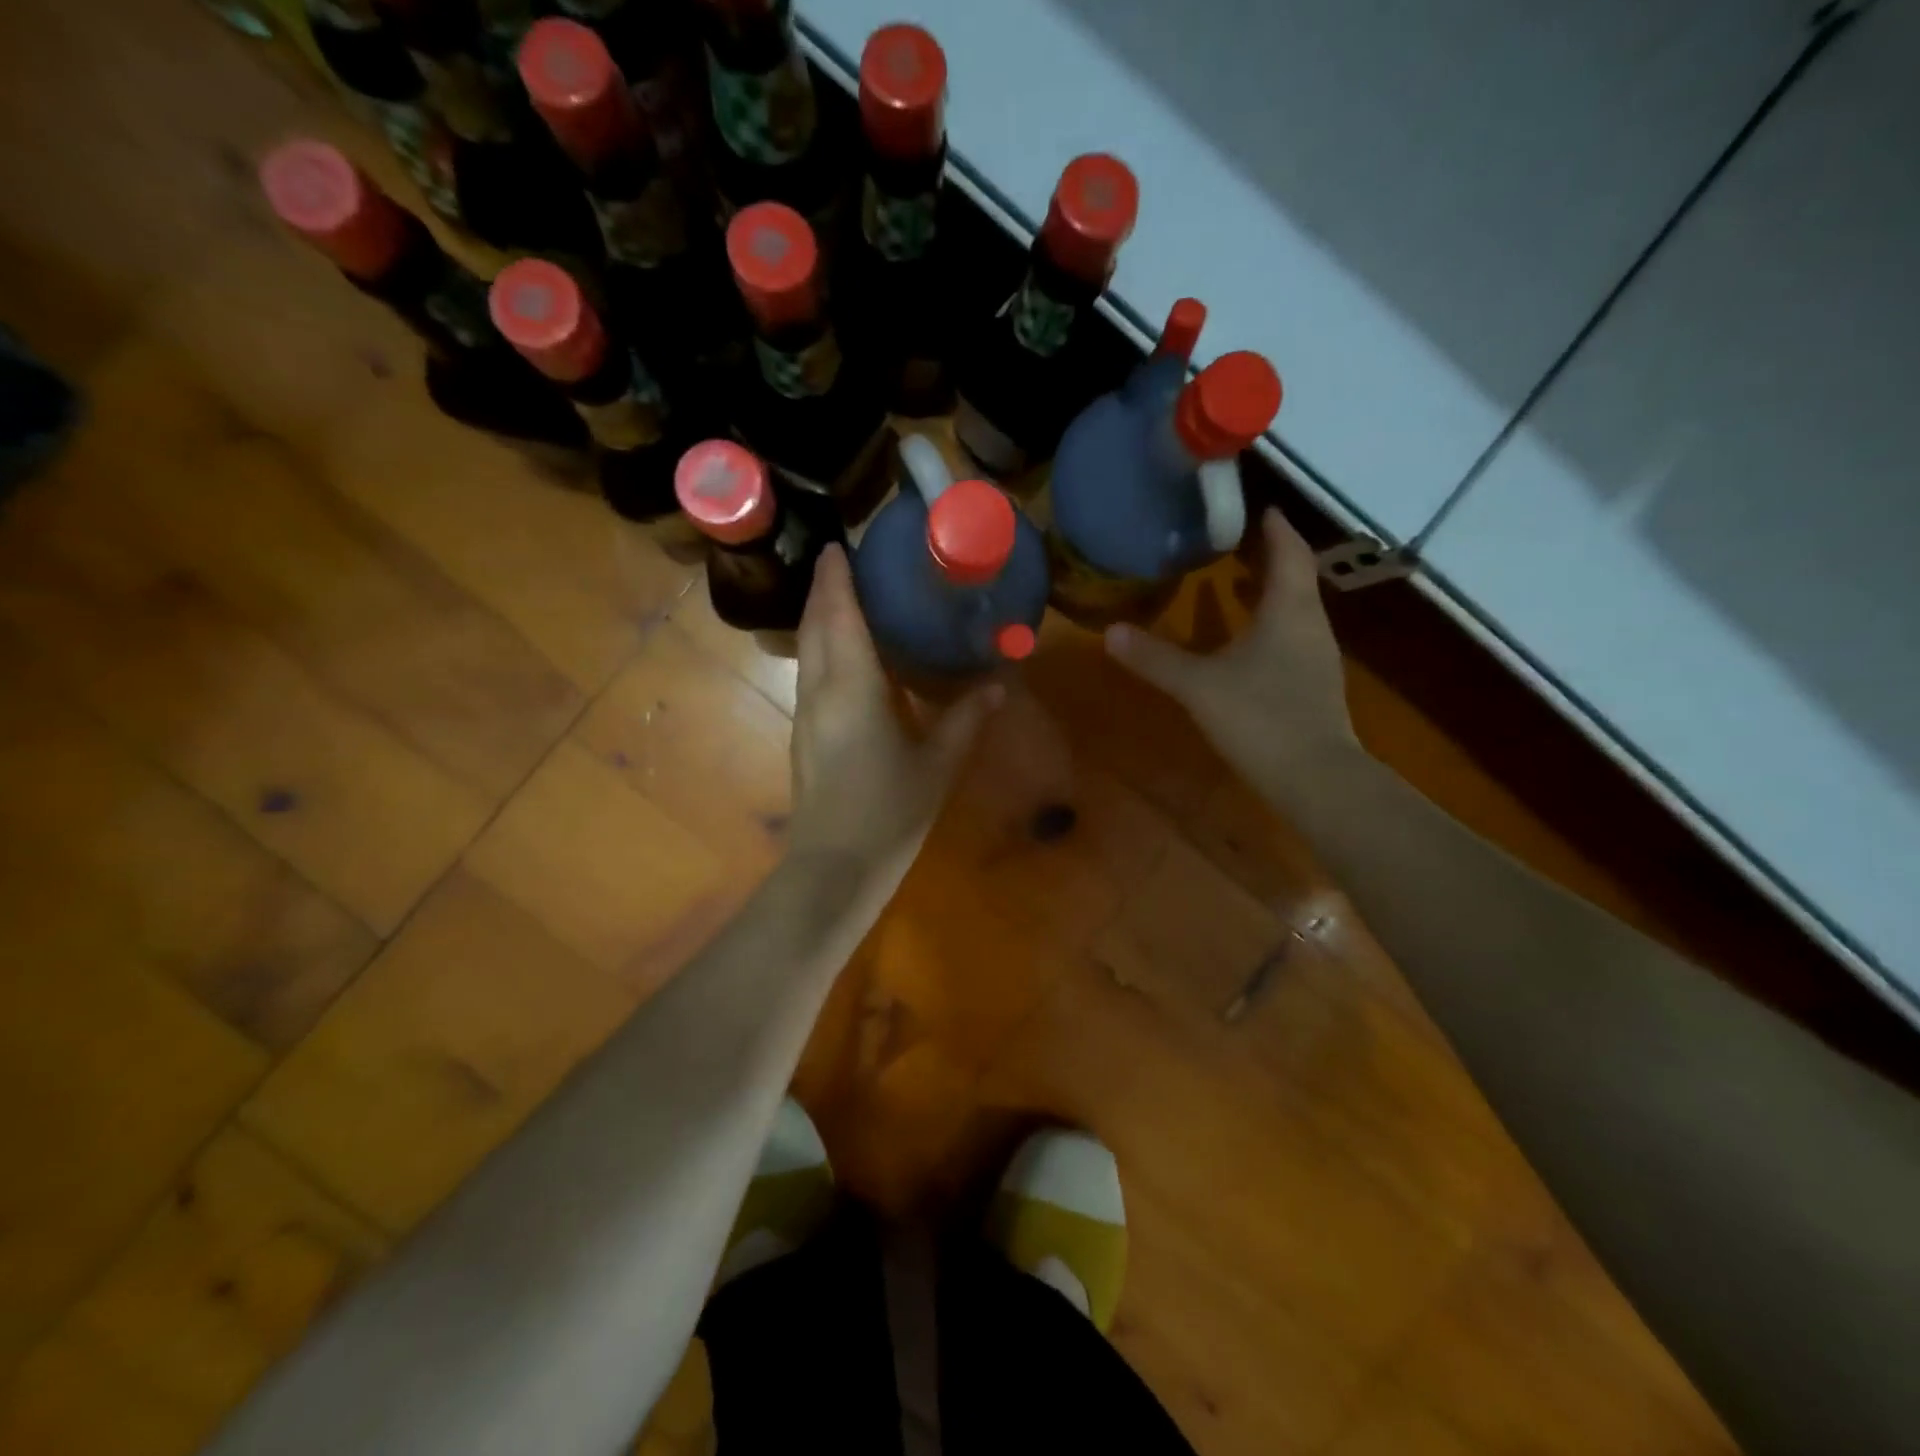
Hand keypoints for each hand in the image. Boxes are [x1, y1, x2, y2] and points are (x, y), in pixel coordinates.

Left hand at [786, 545, 1001, 893]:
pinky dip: (822, 648)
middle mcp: (820, 691)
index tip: (840, 547)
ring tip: (844, 597)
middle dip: (825, 590)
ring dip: (819, 618)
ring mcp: (806, 713)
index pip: (839, 617)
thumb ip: (966, 719)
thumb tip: (998, 683)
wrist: (835, 866)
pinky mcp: (804, 733)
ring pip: (807, 651)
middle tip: (844, 561)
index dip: (837, 579)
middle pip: (815, 626)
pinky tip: (844, 654)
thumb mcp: (938, 765)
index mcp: (853, 689)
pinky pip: (810, 673)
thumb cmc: (890, 812)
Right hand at [1104, 509, 1357, 787]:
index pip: (1290, 554)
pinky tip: (1246, 644)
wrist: (1314, 778)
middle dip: (1271, 559)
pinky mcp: (1313, 686)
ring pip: (1295, 611)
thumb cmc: (1260, 717)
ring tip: (1237, 586)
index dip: (1277, 530)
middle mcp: (1310, 626)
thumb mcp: (1198, 685)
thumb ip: (1156, 659)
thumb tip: (1110, 633)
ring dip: (1269, 594)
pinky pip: (1292, 639)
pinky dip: (1270, 627)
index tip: (1264, 509)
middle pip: (1296, 580)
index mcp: (1289, 611)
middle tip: (1240, 545)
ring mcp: (1317, 658)